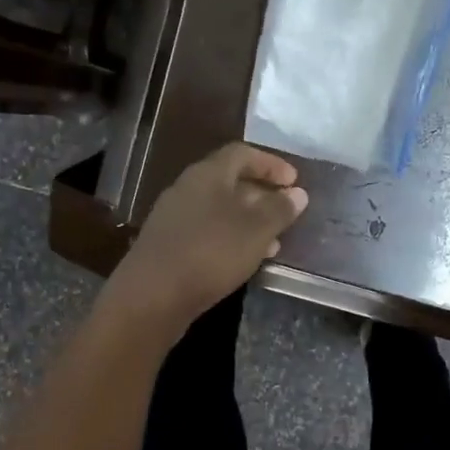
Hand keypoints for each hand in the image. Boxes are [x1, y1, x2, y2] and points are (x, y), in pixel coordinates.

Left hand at [102, 144, 308, 341]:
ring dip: (247, 222)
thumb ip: (279, 210)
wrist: (152, 296)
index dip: (271, 164)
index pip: (242, 154)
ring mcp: (174, 218)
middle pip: (229, 181)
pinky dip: (229, 240)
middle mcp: (187, 189)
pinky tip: (243, 261)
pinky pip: (206, 233)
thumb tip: (297, 193)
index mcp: (207, 174)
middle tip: (286, 213)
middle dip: (261, 196)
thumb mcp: (255, 230)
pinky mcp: (168, 246)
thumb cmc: (210, 253)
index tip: (294, 182)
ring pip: (219, 211)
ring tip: (273, 243)